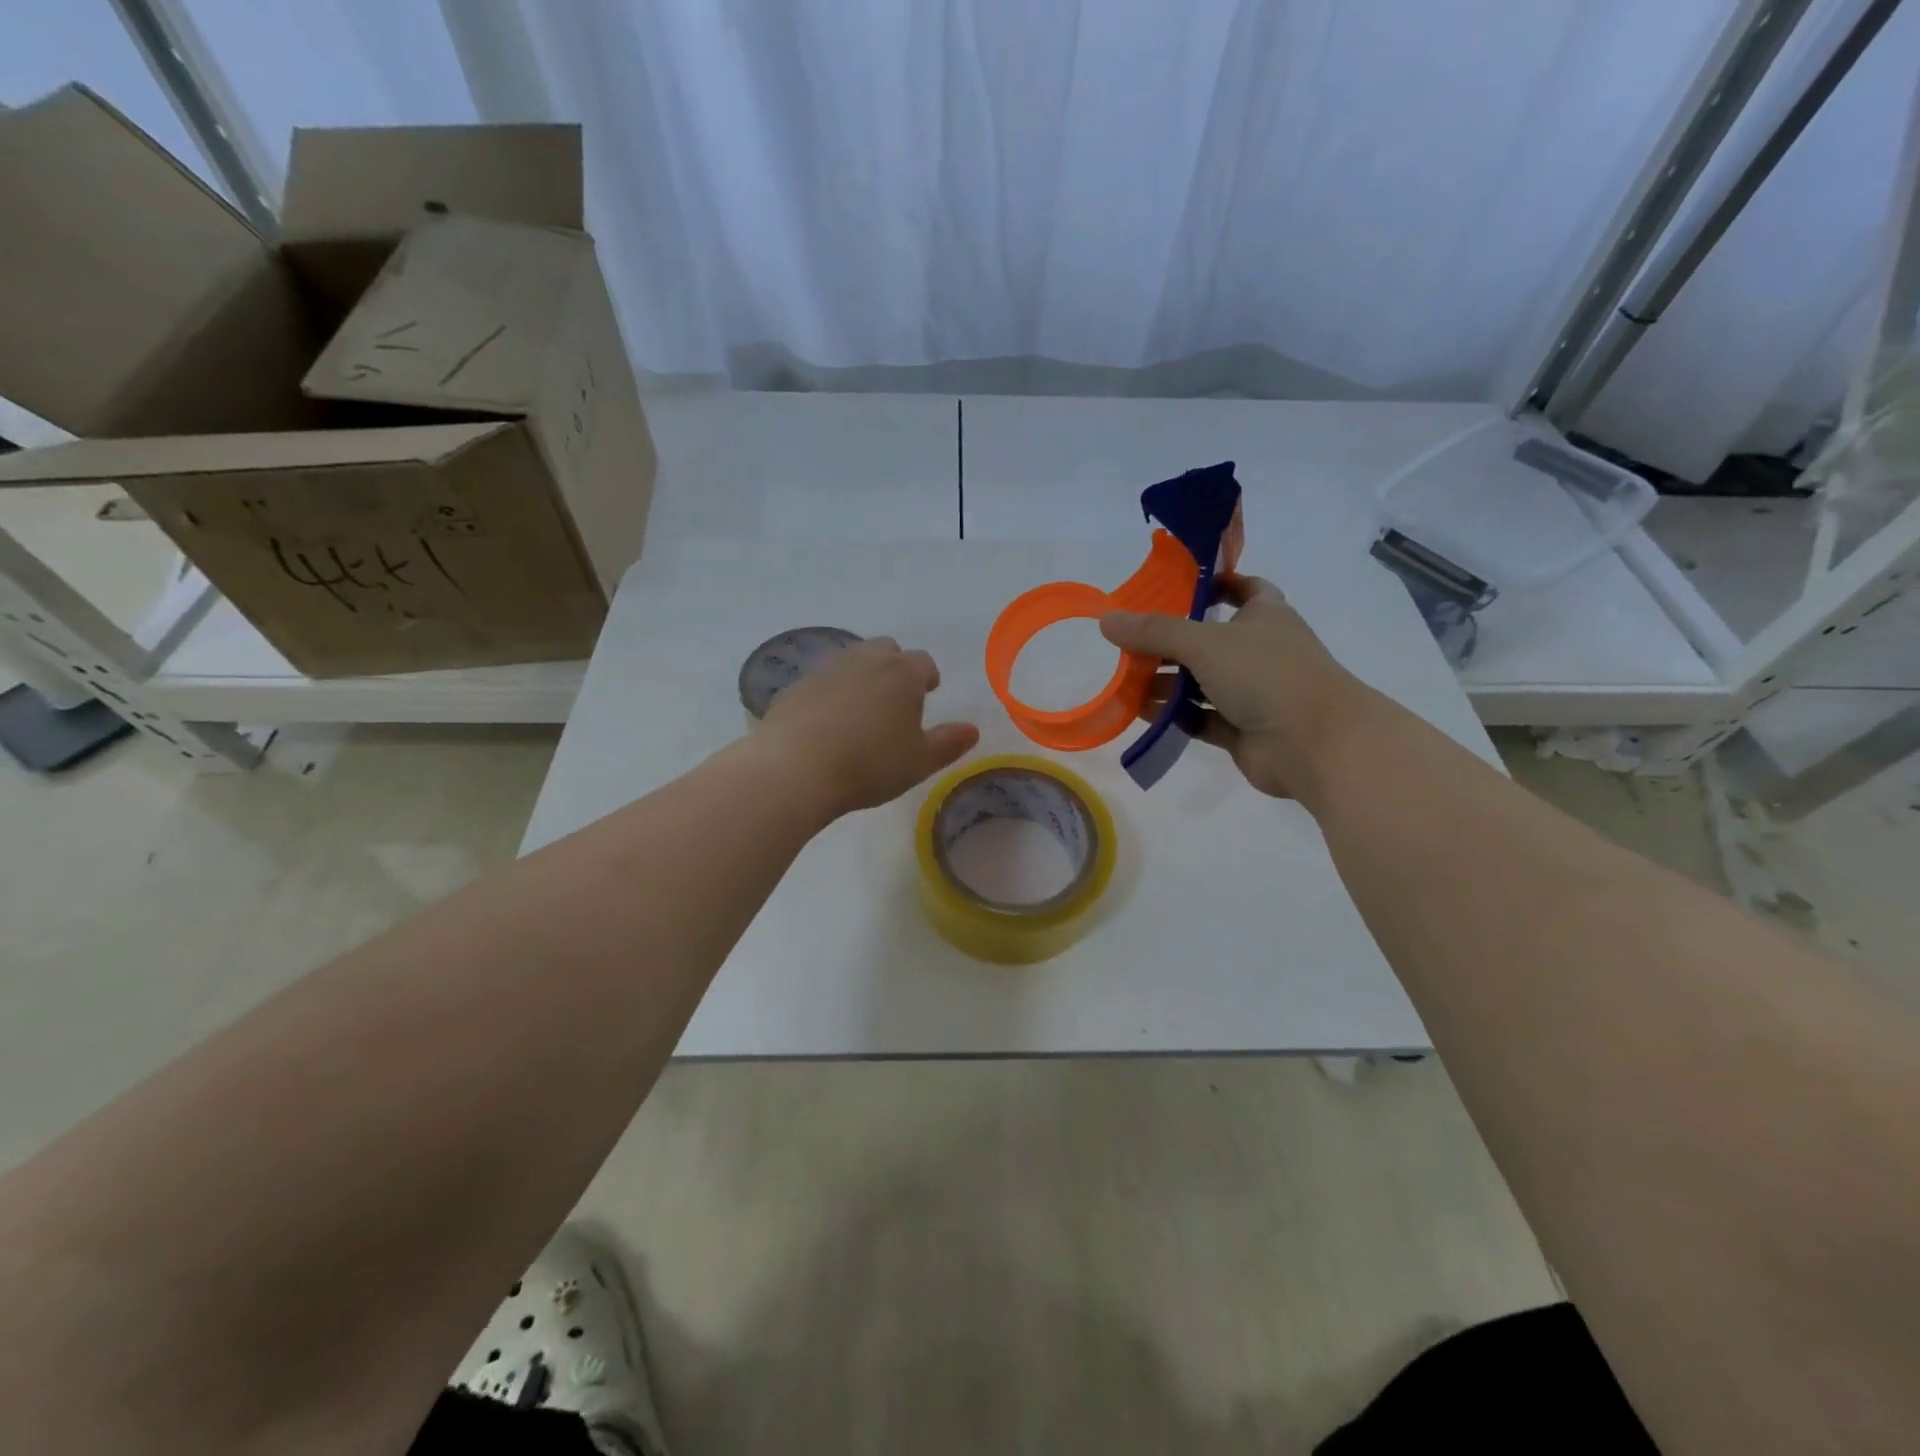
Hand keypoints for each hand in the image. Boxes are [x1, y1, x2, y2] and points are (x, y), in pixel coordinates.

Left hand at [758, 638, 979, 816]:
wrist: (796, 768)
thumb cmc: (870, 764)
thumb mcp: (919, 761)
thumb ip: (949, 743)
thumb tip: (972, 729)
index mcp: (902, 673)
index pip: (923, 662)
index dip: (928, 677)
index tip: (929, 692)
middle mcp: (865, 660)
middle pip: (886, 650)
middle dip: (895, 667)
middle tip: (896, 697)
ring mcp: (826, 668)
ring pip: (852, 660)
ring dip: (862, 676)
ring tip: (862, 708)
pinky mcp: (796, 685)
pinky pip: (822, 680)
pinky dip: (831, 692)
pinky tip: (828, 721)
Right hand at [1100, 574, 1368, 797]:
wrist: (1314, 743)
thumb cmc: (1266, 674)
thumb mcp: (1204, 643)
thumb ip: (1154, 632)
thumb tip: (1106, 619)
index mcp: (1264, 616)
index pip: (1242, 588)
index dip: (1213, 584)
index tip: (1175, 588)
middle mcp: (1260, 651)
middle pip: (1208, 640)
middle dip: (1169, 644)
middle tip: (1128, 645)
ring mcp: (1254, 693)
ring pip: (1202, 683)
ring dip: (1167, 683)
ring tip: (1125, 683)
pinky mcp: (1243, 730)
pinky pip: (1202, 718)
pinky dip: (1175, 716)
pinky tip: (1142, 715)